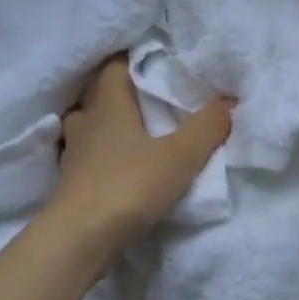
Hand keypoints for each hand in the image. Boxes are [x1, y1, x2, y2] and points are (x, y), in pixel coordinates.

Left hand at [50, 58, 233, 248]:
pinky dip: (99, 158)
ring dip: (104, 127)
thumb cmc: (129, 185)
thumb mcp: (180, 156)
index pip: (113, 68)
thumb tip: (230, 99)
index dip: (132, 61)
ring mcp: (72, 155)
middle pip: (97, 96)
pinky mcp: (68, 184)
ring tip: (131, 133)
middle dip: (119, 94)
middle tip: (147, 98)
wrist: (80, 238)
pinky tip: (115, 167)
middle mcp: (86, 123)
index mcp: (108, 106)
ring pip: (86, 128)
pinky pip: (85, 159)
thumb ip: (207, 126)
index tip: (156, 62)